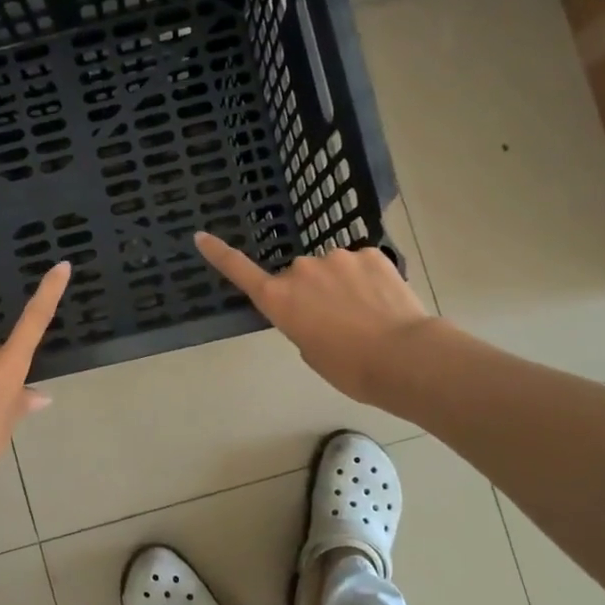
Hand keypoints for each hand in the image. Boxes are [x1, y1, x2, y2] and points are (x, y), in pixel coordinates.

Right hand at [196, 232, 432, 404]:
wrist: (403, 357)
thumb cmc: (349, 368)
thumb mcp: (311, 351)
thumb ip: (302, 323)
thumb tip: (316, 307)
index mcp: (280, 299)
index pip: (240, 271)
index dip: (219, 254)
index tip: (201, 236)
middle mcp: (301, 270)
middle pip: (298, 277)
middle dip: (311, 292)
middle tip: (336, 323)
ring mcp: (337, 257)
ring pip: (332, 269)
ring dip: (341, 285)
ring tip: (367, 316)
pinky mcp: (370, 253)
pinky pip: (360, 265)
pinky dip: (368, 280)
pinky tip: (384, 302)